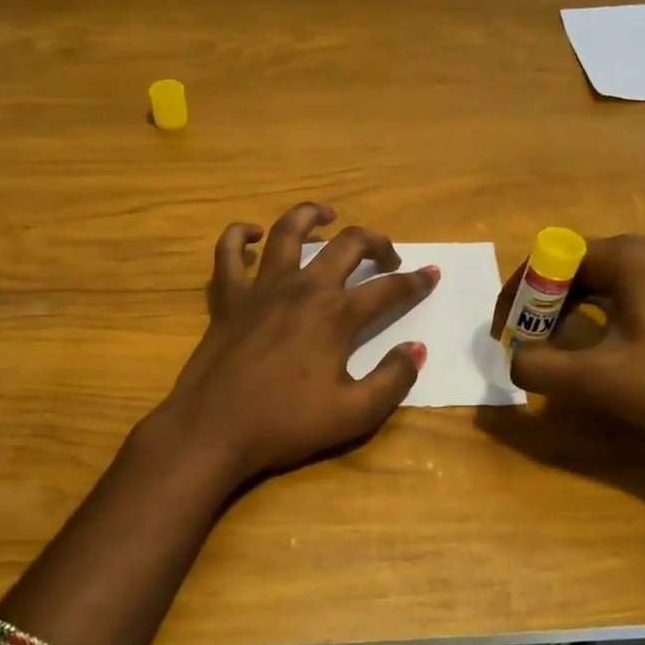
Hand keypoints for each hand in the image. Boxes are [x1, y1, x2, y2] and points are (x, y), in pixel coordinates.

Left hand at [154, 202, 435, 482]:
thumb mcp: (353, 414)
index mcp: (336, 315)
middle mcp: (302, 289)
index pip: (387, 289)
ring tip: (326, 215)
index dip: (415, 282)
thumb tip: (417, 349)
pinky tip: (253, 234)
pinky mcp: (227, 299)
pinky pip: (227, 253)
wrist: (213, 429)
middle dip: (375, 242)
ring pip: (287, 232)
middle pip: (346, 245)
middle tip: (387, 255)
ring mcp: (261, 289)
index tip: (431, 275)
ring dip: (311, 216)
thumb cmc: (285, 424)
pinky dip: (240, 236)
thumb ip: (392, 380)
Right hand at [493, 234, 644, 450]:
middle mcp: (643, 249)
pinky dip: (592, 314)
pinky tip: (590, 345)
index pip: (547, 258)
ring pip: (593, 280)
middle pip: (568, 266)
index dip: (517, 295)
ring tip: (549, 347)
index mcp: (624, 256)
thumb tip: (515, 361)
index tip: (505, 334)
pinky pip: (617, 291)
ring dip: (563, 311)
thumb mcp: (599, 379)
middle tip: (524, 344)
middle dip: (538, 305)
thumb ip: (540, 368)